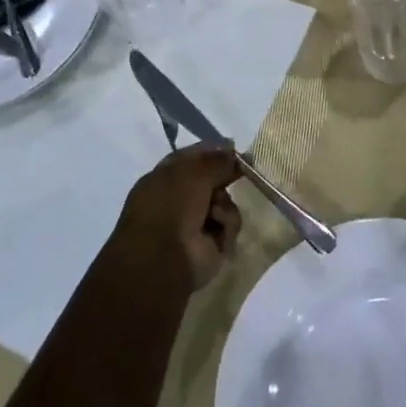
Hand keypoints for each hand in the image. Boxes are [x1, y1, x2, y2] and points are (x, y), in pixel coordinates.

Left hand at [113, 144, 244, 290]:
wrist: (163, 260)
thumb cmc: (170, 207)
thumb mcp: (193, 173)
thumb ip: (217, 160)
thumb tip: (233, 151)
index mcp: (165, 177)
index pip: (193, 157)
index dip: (213, 150)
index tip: (234, 146)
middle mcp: (179, 199)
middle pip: (212, 179)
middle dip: (226, 176)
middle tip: (243, 171)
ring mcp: (195, 222)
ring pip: (224, 201)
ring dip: (224, 204)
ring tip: (216, 212)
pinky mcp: (211, 244)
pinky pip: (229, 224)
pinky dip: (226, 224)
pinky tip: (218, 230)